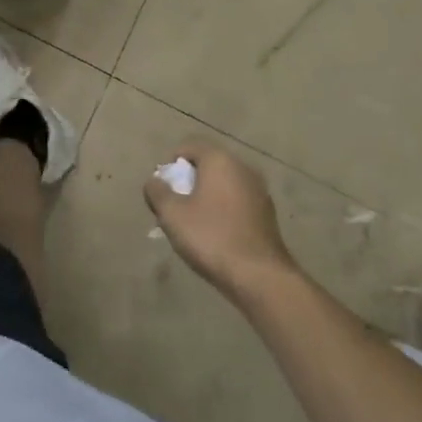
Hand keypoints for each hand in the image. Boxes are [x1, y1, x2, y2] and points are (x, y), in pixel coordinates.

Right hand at [144, 143, 298, 302]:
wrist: (260, 276)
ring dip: (207, 195)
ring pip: (224, 183)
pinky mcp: (267, 212)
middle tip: (176, 206)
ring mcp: (259, 189)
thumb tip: (154, 181)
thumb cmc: (211, 238)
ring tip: (194, 223)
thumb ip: (157, 192)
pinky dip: (224, 208)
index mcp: (220, 160)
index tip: (163, 188)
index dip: (171, 163)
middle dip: (189, 180)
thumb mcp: (172, 215)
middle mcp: (242, 167)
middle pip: (208, 163)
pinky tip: (217, 234)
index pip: (190, 145)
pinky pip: (238, 200)